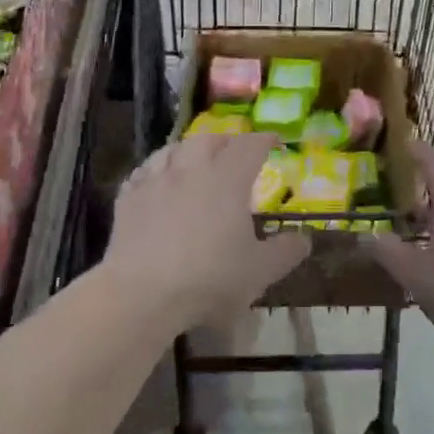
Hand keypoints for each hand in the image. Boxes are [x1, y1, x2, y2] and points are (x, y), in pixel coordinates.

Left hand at [104, 131, 309, 333]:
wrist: (141, 294)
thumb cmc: (209, 279)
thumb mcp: (259, 272)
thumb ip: (286, 252)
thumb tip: (305, 239)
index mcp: (228, 178)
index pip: (251, 145)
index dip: (265, 140)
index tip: (274, 140)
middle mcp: (192, 168)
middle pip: (210, 139)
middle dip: (226, 141)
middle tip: (235, 152)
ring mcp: (156, 180)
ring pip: (174, 149)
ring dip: (189, 149)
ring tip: (195, 159)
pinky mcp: (128, 197)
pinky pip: (144, 172)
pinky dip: (157, 169)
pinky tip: (157, 180)